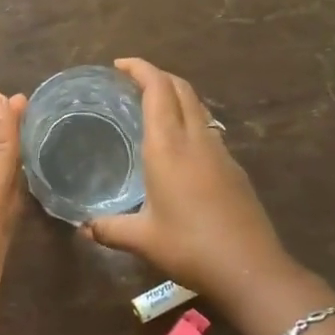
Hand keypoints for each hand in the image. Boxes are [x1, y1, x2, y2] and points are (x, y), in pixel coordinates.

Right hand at [84, 58, 293, 315]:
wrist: (251, 270)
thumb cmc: (190, 247)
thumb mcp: (142, 239)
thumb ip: (109, 228)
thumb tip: (83, 227)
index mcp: (168, 146)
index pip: (157, 89)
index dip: (140, 68)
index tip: (119, 65)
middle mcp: (195, 139)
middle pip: (180, 88)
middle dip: (157, 75)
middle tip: (131, 80)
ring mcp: (219, 152)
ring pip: (198, 106)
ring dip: (176, 94)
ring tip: (153, 105)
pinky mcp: (234, 168)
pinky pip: (208, 128)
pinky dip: (190, 118)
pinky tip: (179, 144)